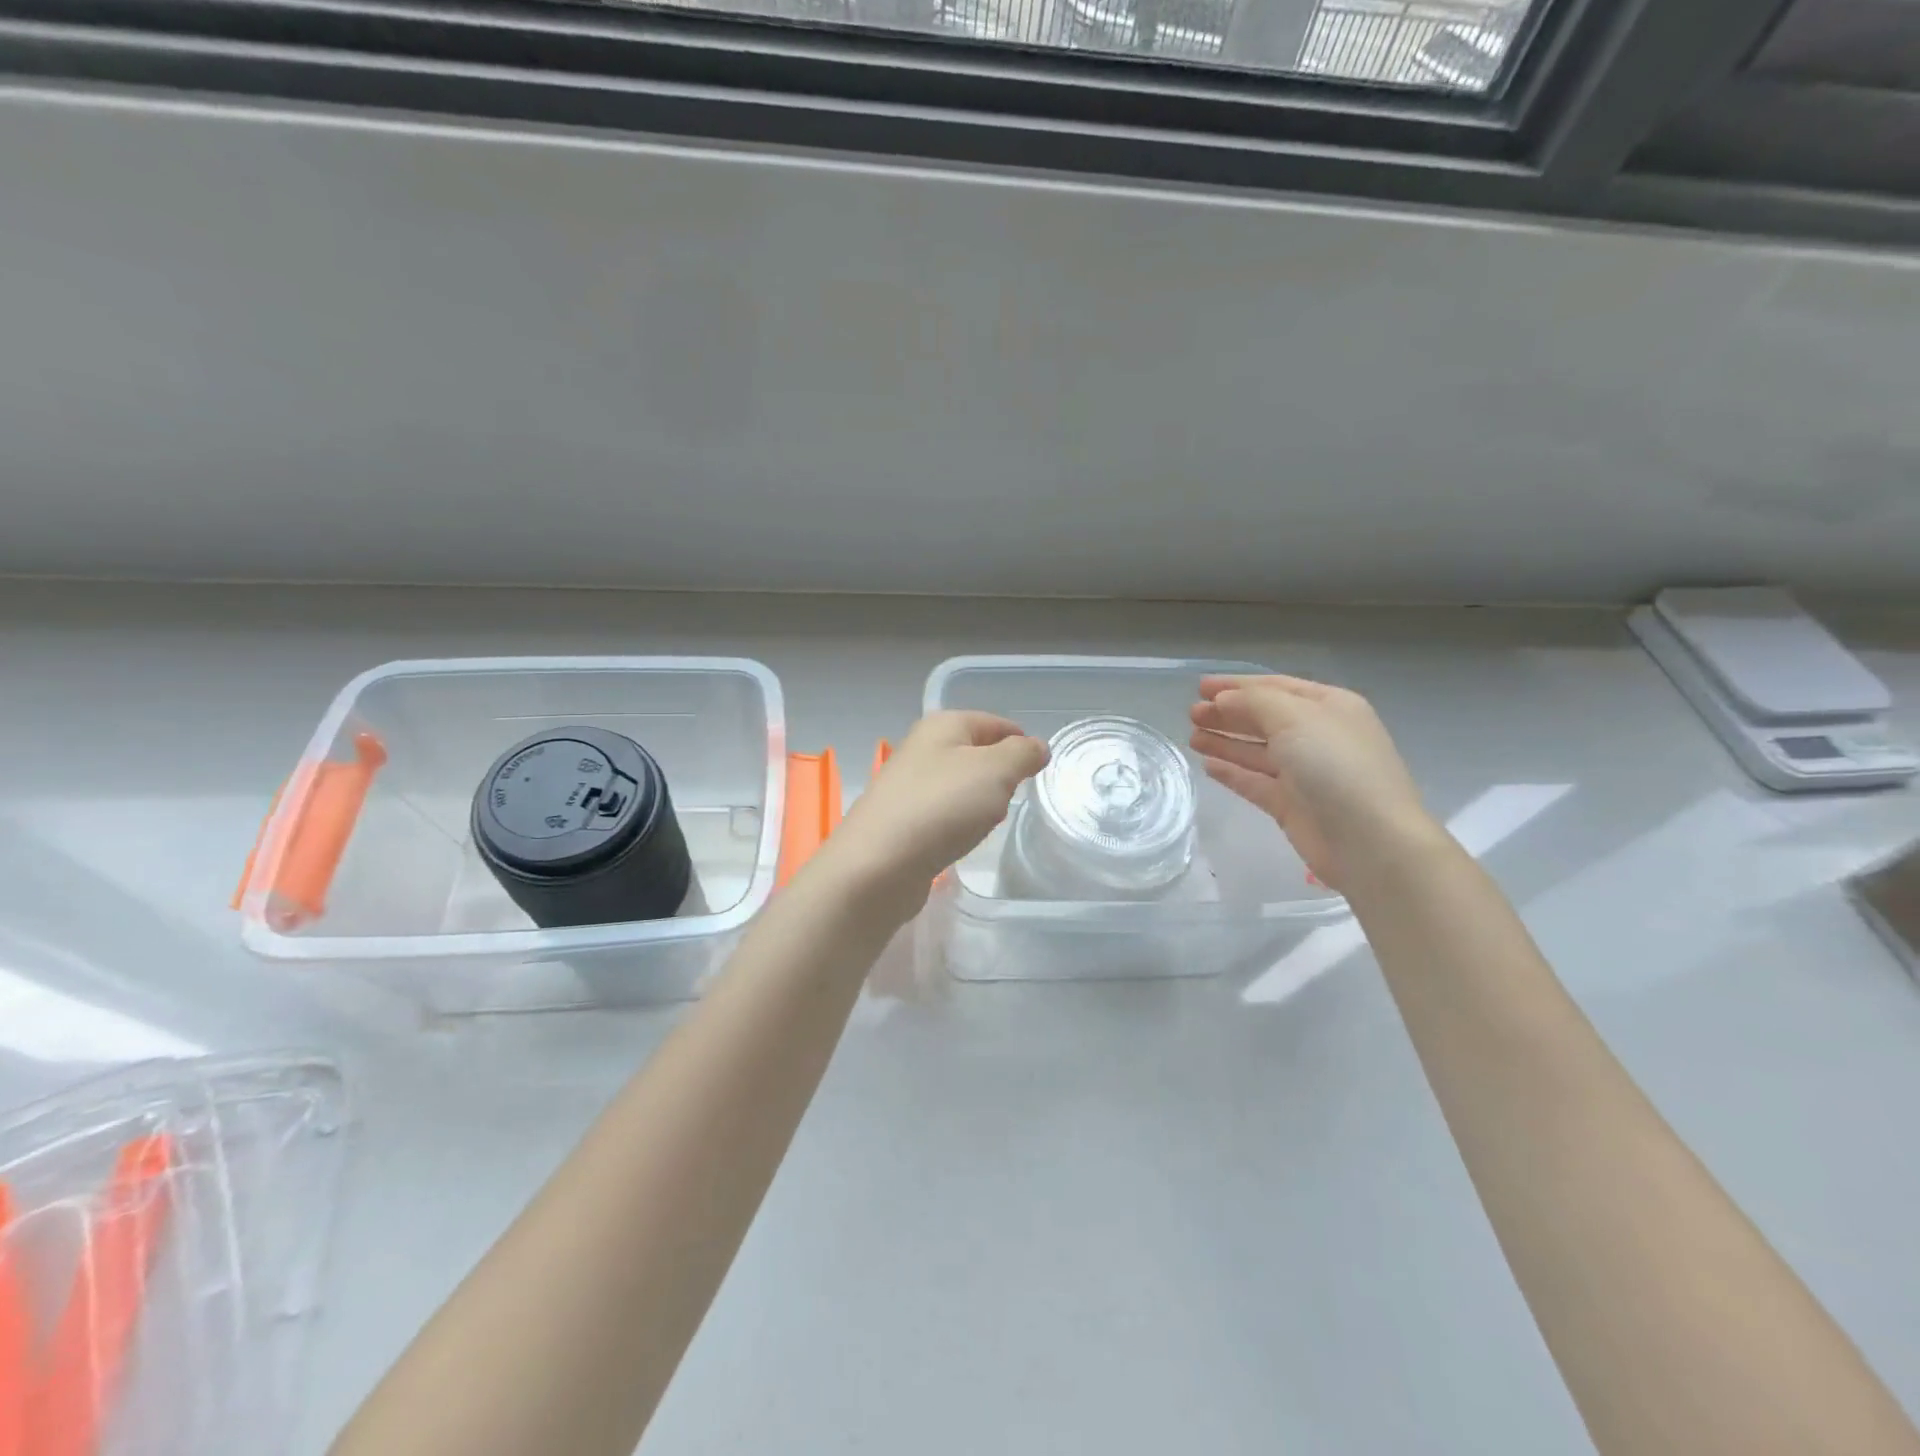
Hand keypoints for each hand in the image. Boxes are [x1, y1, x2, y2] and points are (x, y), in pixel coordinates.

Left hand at [821, 711, 1048, 918]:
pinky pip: (943, 813)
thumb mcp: (995, 771)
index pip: (995, 723)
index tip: (1039, 772)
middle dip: (1001, 776)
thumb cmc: (942, 807)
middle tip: (1013, 799)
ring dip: (980, 802)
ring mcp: (908, 784)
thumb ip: (1022, 754)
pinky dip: (958, 823)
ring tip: (987, 822)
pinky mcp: (902, 819)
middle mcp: (922, 748)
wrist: (878, 864)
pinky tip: (961, 839)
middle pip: (977, 753)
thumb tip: (1037, 746)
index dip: (1022, 744)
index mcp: (943, 725)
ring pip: (960, 785)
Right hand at [1189, 675, 1435, 891]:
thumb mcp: (1295, 718)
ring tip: (1191, 737)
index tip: (1199, 687)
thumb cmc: (1336, 766)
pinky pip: (1255, 782)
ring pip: (1256, 751)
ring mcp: (1304, 773)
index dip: (1236, 685)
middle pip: (1263, 719)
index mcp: (1329, 707)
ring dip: (1224, 742)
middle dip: (1227, 714)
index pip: (1275, 687)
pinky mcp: (1291, 805)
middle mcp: (1318, 736)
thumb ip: (1254, 702)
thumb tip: (1223, 701)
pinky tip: (1208, 766)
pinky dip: (1232, 773)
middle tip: (1191, 714)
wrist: (1369, 840)